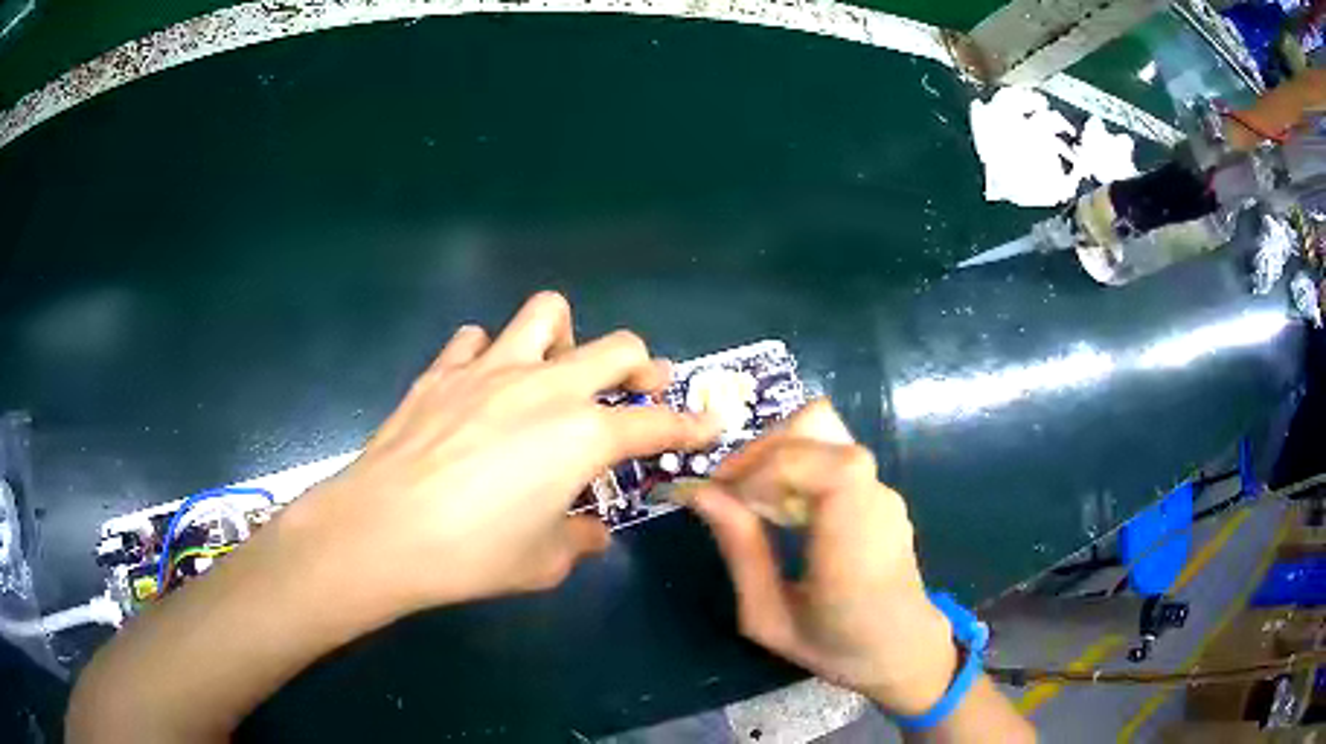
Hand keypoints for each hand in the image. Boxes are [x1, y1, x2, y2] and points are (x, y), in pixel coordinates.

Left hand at [284, 291, 722, 616]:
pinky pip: (477, 339)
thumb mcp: (543, 561)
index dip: (690, 425)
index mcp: (582, 435)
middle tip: (638, 391)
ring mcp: (491, 368)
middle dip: (641, 367)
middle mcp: (546, 387)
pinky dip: (490, 355)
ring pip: (547, 313)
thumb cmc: (473, 554)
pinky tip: (481, 386)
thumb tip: (591, 534)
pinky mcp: (444, 369)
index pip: (656, 423)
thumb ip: (578, 541)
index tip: (707, 424)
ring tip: (554, 372)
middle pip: (617, 346)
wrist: (384, 530)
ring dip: (564, 339)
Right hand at [690, 400, 957, 716]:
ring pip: (821, 431)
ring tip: (753, 500)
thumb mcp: (769, 617)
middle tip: (729, 491)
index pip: (816, 460)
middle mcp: (875, 498)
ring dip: (776, 454)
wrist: (901, 648)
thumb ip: (740, 550)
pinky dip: (794, 466)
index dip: (762, 463)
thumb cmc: (835, 646)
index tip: (723, 494)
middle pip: (816, 424)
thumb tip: (699, 492)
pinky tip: (782, 511)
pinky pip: (830, 454)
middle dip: (761, 449)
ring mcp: (882, 488)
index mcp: (853, 538)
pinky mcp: (878, 490)